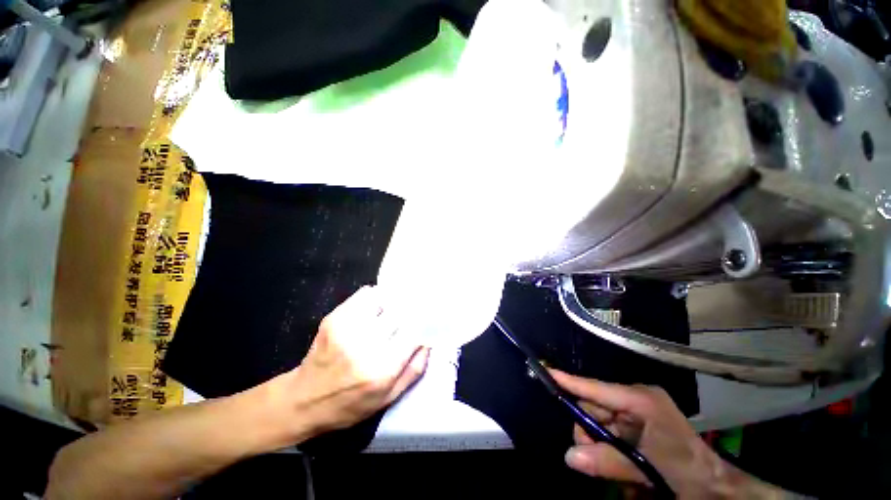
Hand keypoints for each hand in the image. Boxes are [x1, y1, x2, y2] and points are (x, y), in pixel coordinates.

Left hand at [267, 286, 429, 439]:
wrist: (302, 400)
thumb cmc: (350, 405)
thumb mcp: (388, 398)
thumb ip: (414, 369)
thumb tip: (428, 341)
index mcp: (382, 369)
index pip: (414, 332)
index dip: (422, 324)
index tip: (424, 323)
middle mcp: (366, 345)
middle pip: (400, 313)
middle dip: (408, 313)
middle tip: (408, 318)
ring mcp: (347, 328)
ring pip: (384, 299)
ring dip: (391, 305)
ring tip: (389, 315)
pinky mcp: (334, 318)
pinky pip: (365, 295)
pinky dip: (374, 298)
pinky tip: (373, 310)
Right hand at [550, 370, 786, 497]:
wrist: (716, 487)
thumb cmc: (687, 471)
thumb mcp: (648, 468)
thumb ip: (609, 462)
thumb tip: (570, 456)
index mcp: (641, 400)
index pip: (596, 388)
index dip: (570, 381)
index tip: (546, 371)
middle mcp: (636, 400)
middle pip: (594, 406)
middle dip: (587, 430)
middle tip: (588, 455)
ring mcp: (637, 411)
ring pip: (598, 420)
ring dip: (596, 442)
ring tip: (610, 465)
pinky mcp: (637, 424)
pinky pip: (608, 430)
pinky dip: (606, 445)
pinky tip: (616, 461)